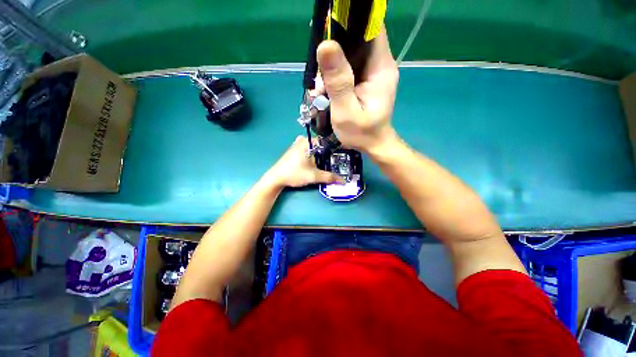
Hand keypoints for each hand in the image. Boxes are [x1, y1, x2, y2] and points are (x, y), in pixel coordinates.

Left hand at [267, 136, 342, 187]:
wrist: (276, 178)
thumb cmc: (294, 173)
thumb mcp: (313, 176)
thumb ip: (329, 177)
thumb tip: (344, 181)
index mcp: (308, 142)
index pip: (327, 140)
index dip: (337, 148)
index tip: (346, 154)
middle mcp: (303, 140)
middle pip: (322, 144)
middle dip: (330, 152)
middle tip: (341, 160)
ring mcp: (298, 144)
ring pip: (316, 148)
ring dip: (323, 155)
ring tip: (333, 162)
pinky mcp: (295, 150)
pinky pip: (310, 150)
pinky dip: (316, 155)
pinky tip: (321, 163)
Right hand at [315, 28, 398, 152]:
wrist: (374, 144)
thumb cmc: (363, 132)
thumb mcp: (346, 109)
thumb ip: (338, 79)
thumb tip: (326, 44)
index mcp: (381, 66)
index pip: (374, 29)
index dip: (355, 18)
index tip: (333, 17)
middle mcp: (380, 62)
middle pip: (360, 35)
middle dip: (336, 39)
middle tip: (318, 61)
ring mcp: (374, 66)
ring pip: (352, 46)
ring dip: (333, 55)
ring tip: (321, 81)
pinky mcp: (366, 72)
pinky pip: (349, 57)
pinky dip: (335, 64)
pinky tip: (325, 81)